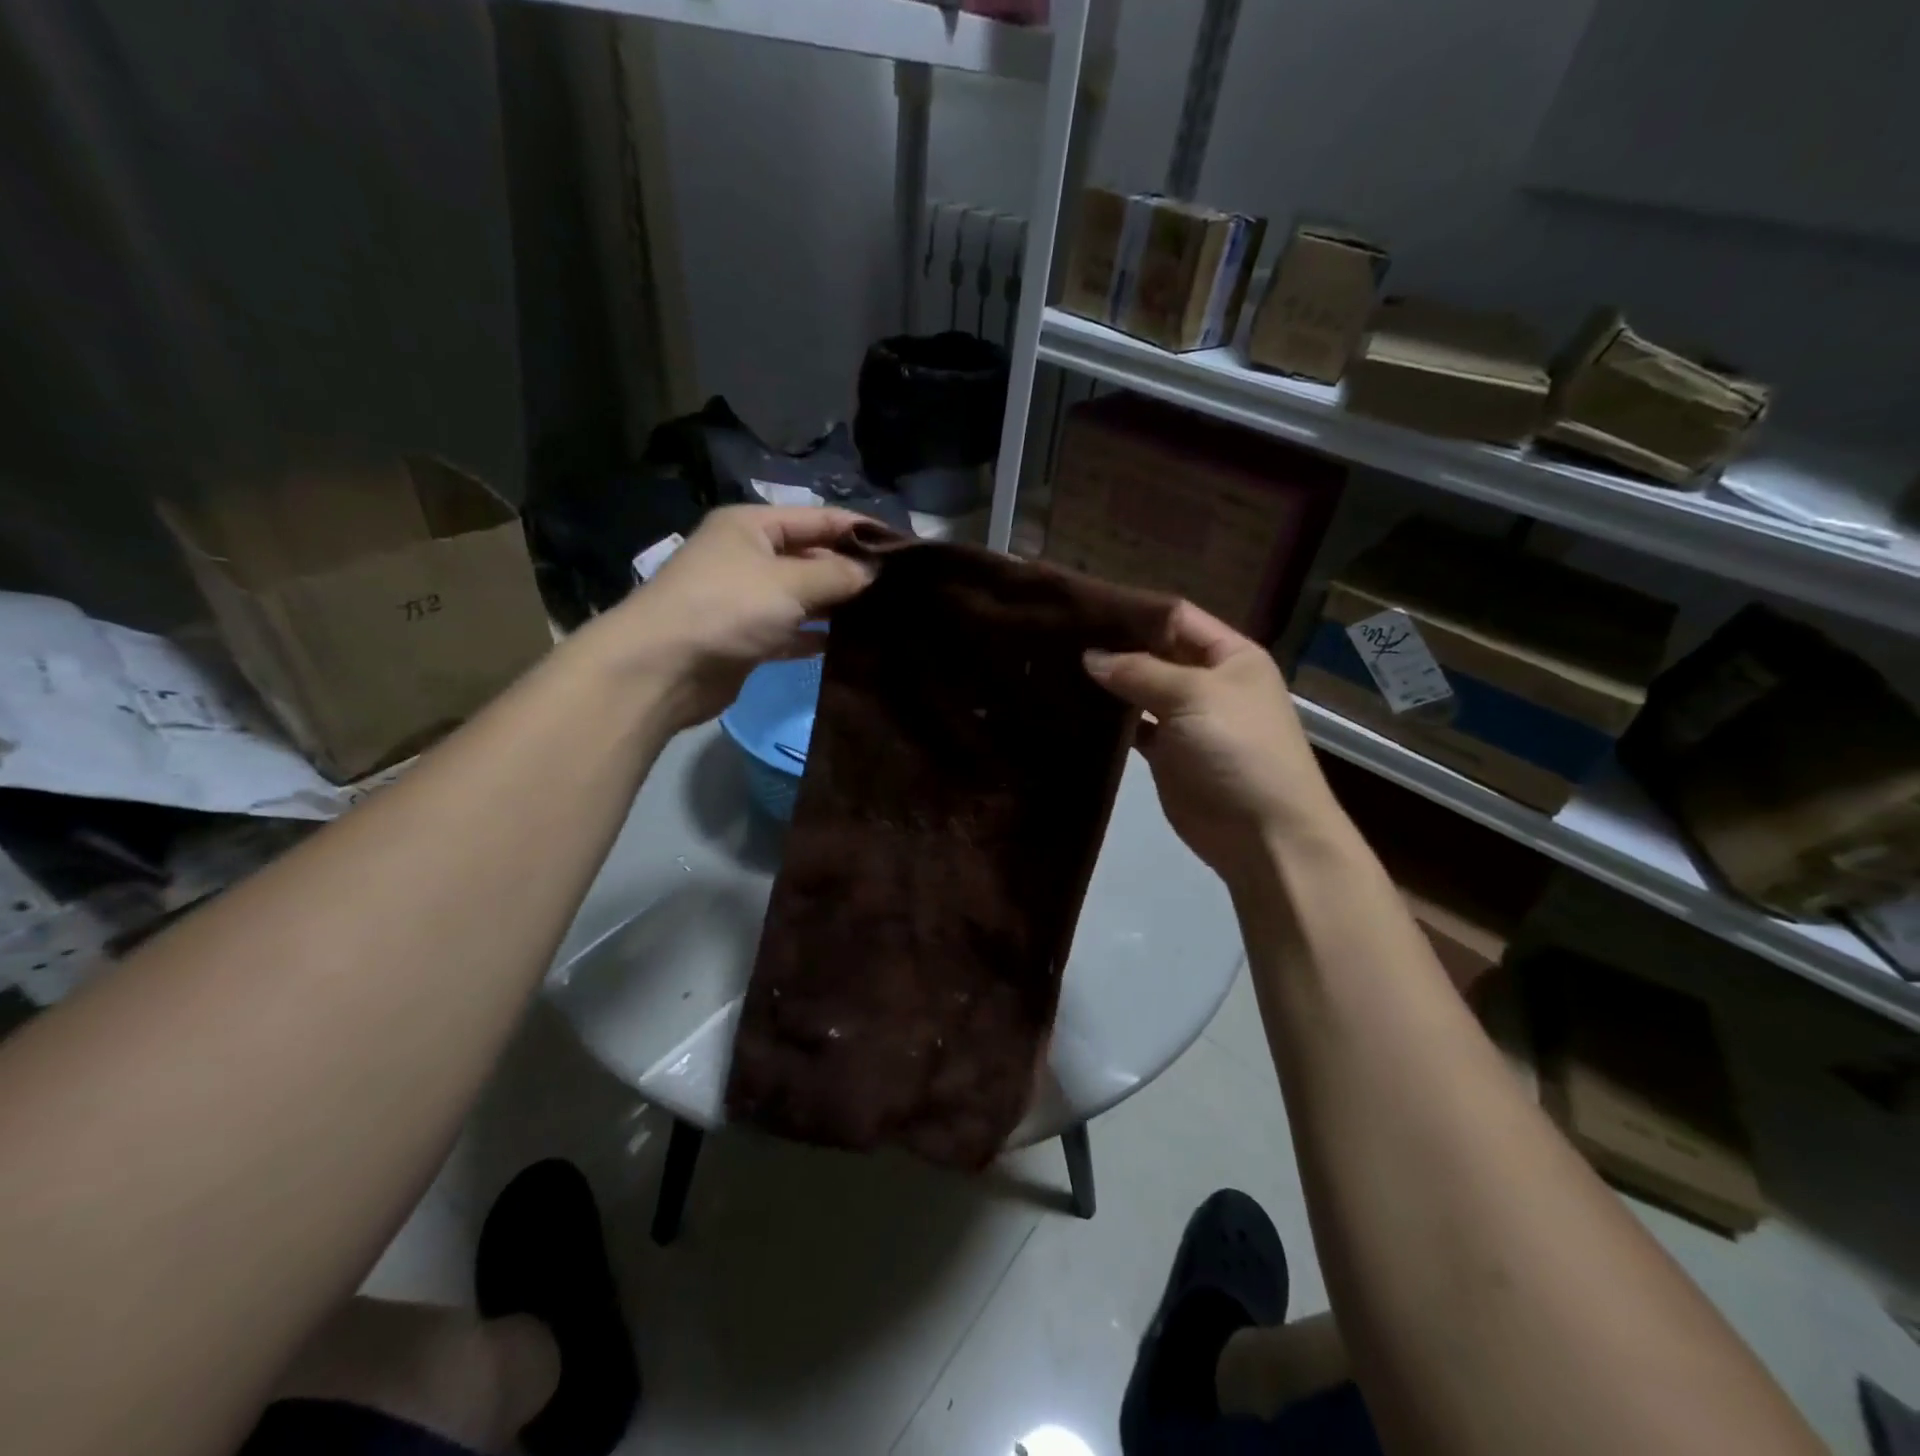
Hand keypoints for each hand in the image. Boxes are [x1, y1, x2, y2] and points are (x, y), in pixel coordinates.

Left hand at [597, 505, 873, 730]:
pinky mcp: (746, 638)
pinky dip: (815, 636)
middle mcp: (748, 556)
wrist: (661, 668)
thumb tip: (874, 571)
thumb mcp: (787, 583)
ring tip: (883, 614)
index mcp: (752, 526)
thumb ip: (836, 575)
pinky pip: (791, 631)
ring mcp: (745, 599)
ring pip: (802, 596)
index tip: (904, 547)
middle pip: (811, 556)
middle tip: (900, 587)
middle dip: (851, 570)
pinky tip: (847, 644)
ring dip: (836, 605)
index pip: (818, 519)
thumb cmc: (725, 608)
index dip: (860, 530)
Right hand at [1085, 603, 1344, 890]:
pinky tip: (1073, 708)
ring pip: (1140, 690)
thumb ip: (1140, 671)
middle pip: (1155, 651)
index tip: (1082, 607)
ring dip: (1107, 682)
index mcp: (1229, 655)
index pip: (1176, 617)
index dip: (1133, 611)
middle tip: (1057, 635)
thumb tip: (1090, 656)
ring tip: (1056, 666)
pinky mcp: (1167, 754)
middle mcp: (1207, 681)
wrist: (1263, 834)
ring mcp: (1186, 719)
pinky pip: (1133, 727)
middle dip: (1114, 645)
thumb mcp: (1194, 696)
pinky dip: (1109, 720)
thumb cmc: (1238, 749)